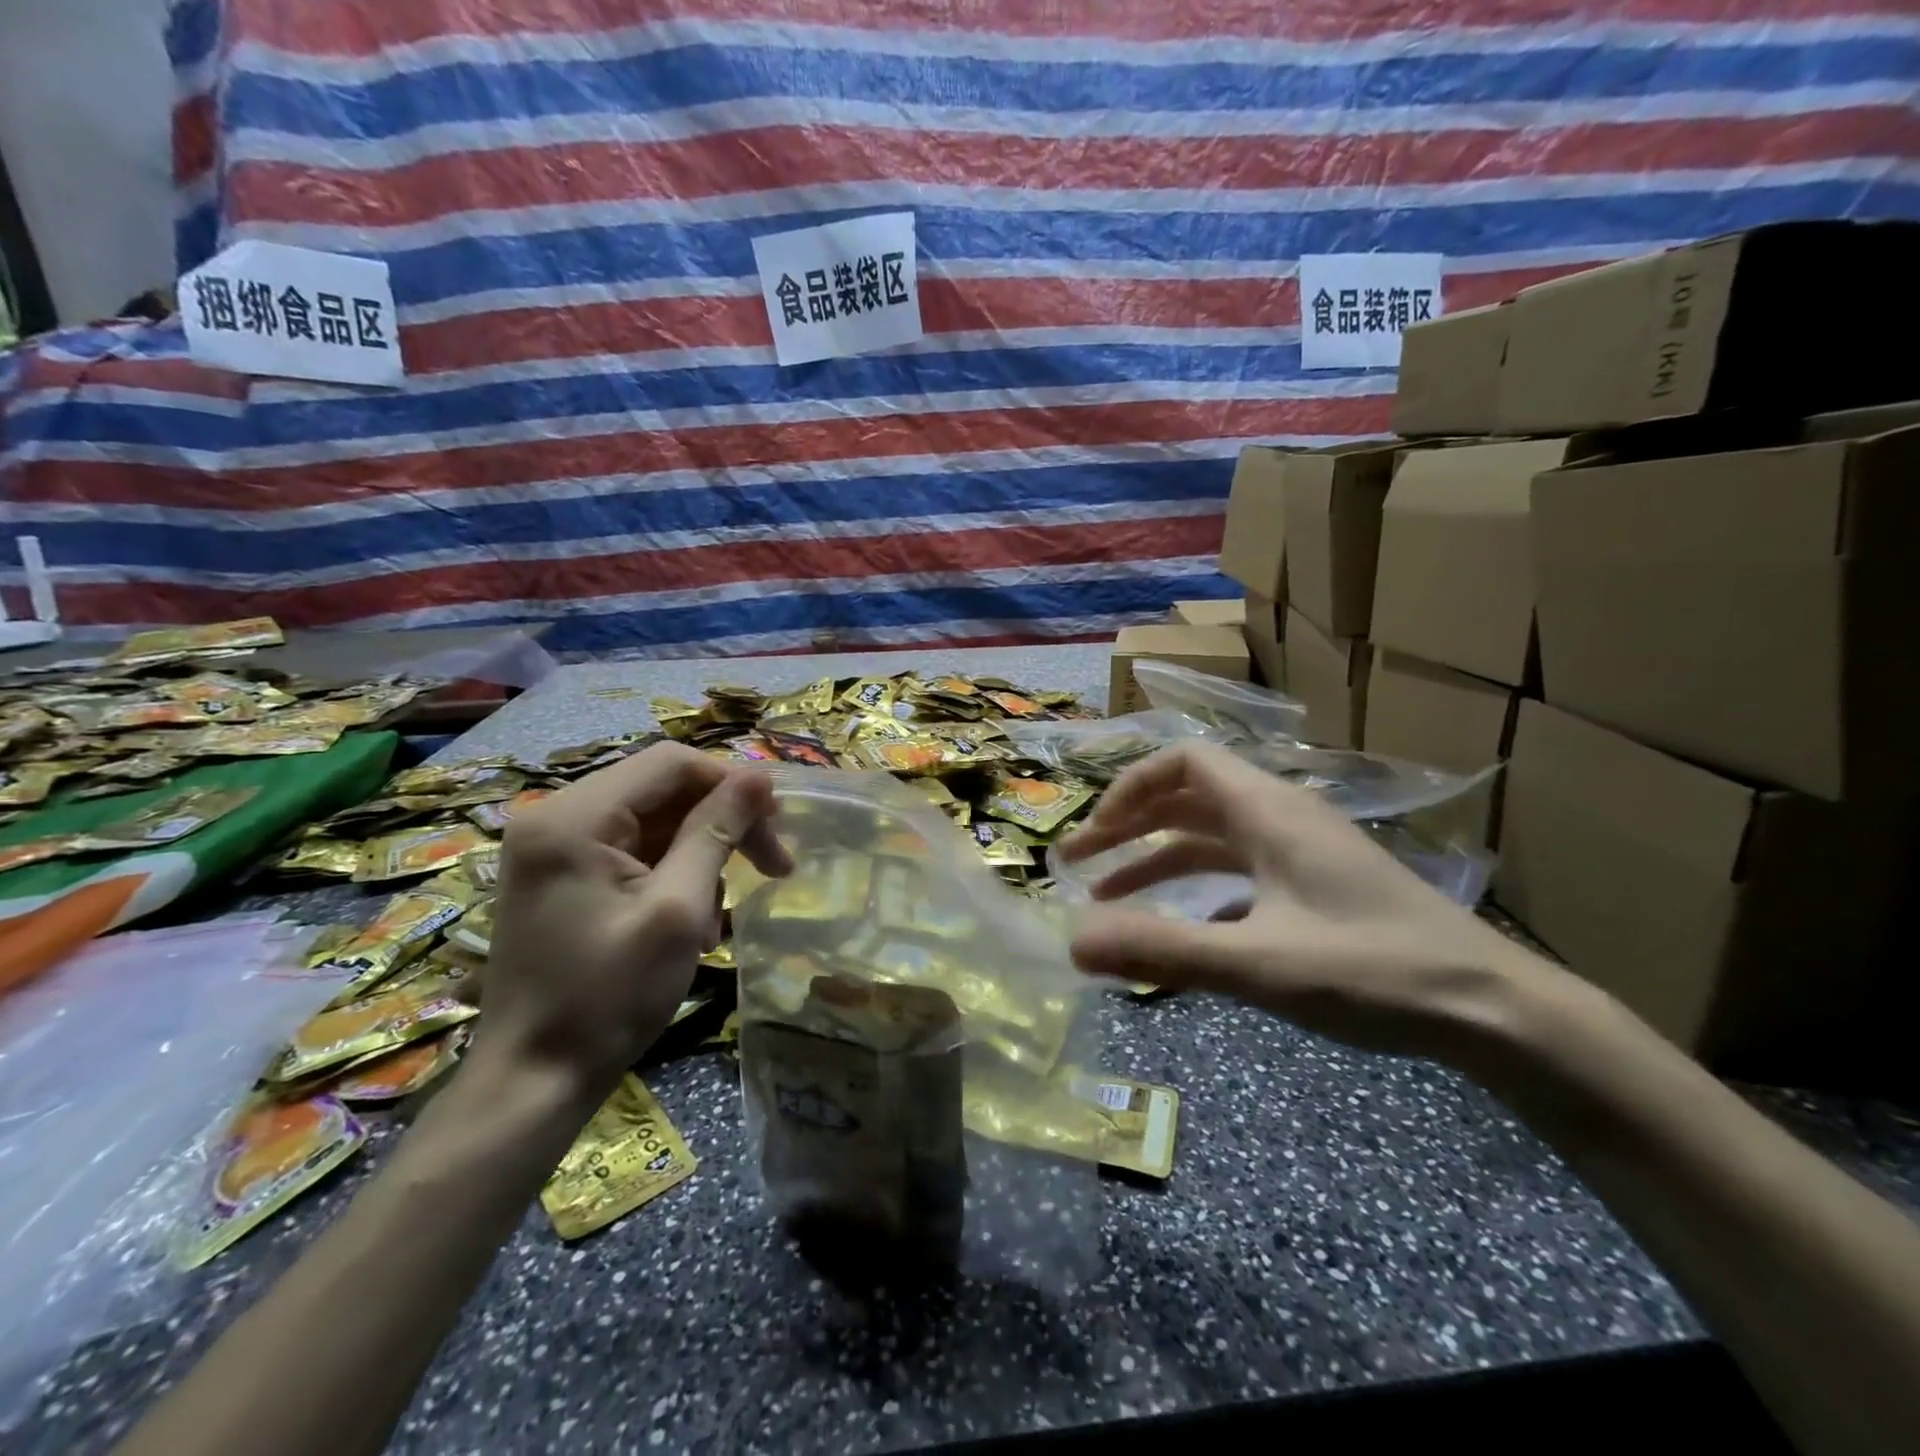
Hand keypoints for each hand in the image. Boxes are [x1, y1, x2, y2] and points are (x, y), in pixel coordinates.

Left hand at [482, 742, 790, 1094]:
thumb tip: (760, 775)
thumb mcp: (678, 908)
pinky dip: (672, 873)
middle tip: (774, 864)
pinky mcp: (560, 876)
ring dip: (701, 853)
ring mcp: (553, 848)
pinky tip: (693, 918)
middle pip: (662, 790)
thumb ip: (717, 831)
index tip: (778, 823)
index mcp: (574, 817)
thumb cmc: (609, 995)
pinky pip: (632, 851)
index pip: (672, 764)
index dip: (732, 783)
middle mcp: (555, 817)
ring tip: (723, 910)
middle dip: (722, 822)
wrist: (534, 1082)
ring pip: (652, 821)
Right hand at [1055, 741, 1557, 1064]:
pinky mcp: (1316, 887)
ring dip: (1157, 860)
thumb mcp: (1259, 964)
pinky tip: (1183, 930)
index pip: (1183, 762)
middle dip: (1129, 826)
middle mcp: (1281, 818)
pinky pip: (1240, 872)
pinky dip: (1197, 890)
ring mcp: (1302, 853)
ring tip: (1108, 899)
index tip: (1093, 833)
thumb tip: (1073, 940)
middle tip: (1078, 863)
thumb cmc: (1374, 970)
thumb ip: (1163, 949)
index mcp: (1268, 811)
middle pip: (1188, 798)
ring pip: (1211, 838)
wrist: (1495, 1012)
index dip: (1129, 789)